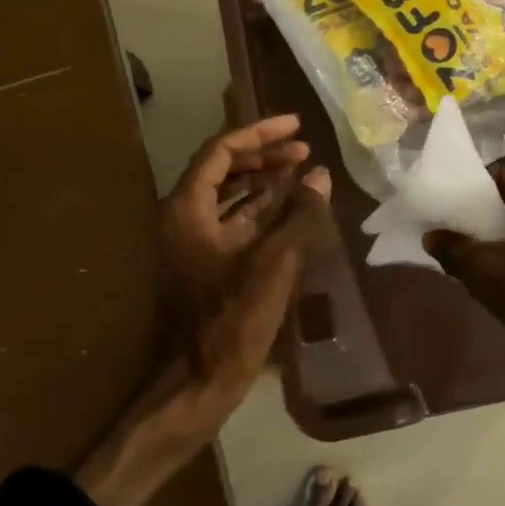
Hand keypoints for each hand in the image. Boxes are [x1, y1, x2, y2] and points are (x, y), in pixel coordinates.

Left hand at [158, 115, 317, 315]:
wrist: (197, 380)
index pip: (221, 150)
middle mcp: (183, 218)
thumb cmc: (230, 318)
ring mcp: (192, 243)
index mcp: (186, 208)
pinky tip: (289, 210)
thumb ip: (299, 215)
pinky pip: (232, 224)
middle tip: (303, 149)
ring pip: (228, 197)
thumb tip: (321, 176)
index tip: (295, 124)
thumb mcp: (272, 263)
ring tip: (301, 172)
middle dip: (263, 156)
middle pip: (222, 170)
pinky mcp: (206, 265)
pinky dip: (260, 211)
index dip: (259, 133)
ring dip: (263, 182)